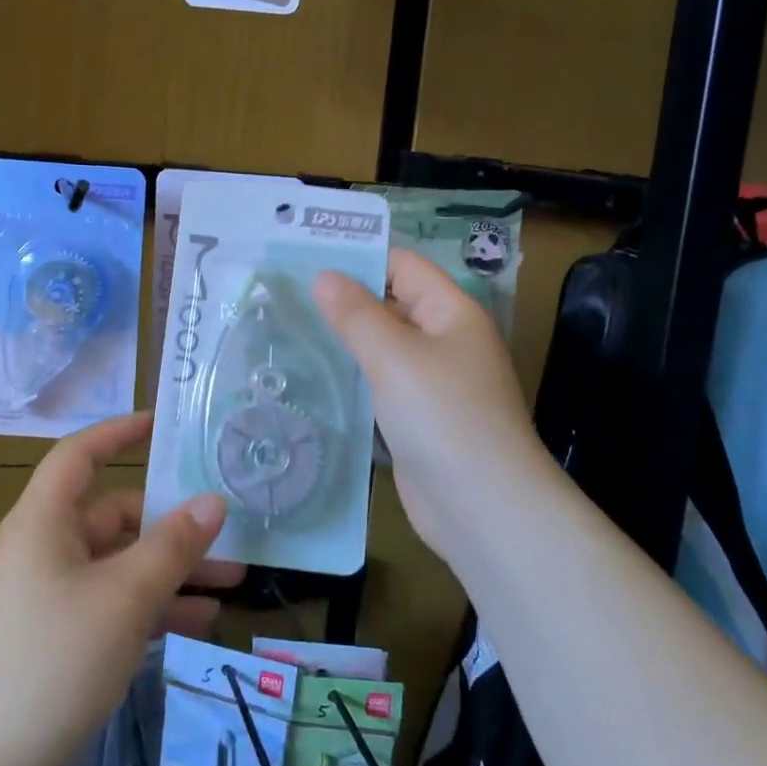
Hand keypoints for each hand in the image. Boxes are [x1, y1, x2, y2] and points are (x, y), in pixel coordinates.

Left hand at [0, 411, 243, 765]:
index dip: (118, 432)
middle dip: (172, 524)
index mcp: (44, 521)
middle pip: (114, 515)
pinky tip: (202, 623)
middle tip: (228, 532)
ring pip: (122, 563)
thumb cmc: (58, 659)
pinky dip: (155, 605)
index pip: (80, 455)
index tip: (162, 424)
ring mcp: (53, 593)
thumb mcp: (126, 596)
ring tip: (232, 582)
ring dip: (173, 569)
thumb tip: (213, 502)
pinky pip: (116, 601)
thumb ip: (173, 546)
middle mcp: (46, 547)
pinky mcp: (62, 634)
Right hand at [313, 249, 557, 570]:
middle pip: (391, 304)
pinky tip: (312, 376)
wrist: (482, 507)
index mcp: (452, 313)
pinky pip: (380, 384)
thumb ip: (356, 314)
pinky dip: (352, 376)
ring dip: (344, 339)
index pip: (402, 266)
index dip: (358, 258)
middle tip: (284, 294)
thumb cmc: (442, 416)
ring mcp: (432, 382)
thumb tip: (323, 276)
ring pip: (382, 347)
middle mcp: (445, 340)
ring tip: (287, 328)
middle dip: (343, 299)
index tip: (304, 259)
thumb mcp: (394, 356)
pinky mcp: (417, 418)